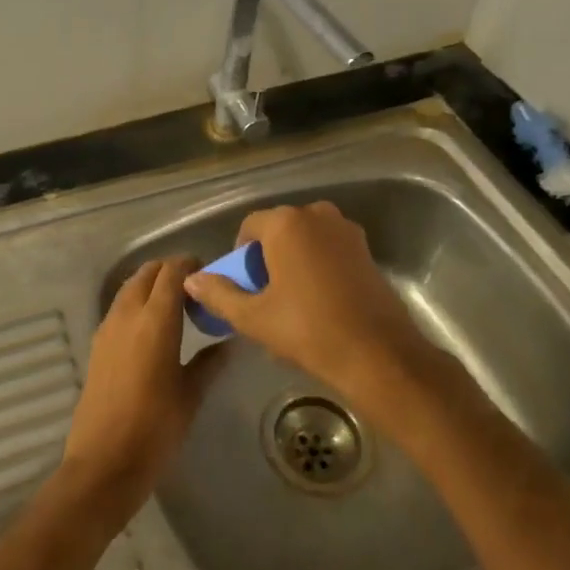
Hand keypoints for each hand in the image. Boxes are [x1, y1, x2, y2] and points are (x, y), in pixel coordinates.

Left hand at [60, 258, 224, 529]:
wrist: (103, 462)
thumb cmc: (155, 429)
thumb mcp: (191, 395)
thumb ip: (210, 362)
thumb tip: (229, 342)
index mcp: (156, 319)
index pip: (172, 271)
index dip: (190, 265)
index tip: (209, 274)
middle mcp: (128, 314)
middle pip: (148, 273)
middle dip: (170, 271)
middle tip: (194, 289)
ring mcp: (108, 327)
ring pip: (130, 287)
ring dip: (151, 285)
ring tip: (176, 306)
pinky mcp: (97, 344)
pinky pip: (120, 307)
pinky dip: (137, 303)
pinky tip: (153, 328)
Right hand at [183, 202, 465, 427]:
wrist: (377, 355)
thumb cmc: (308, 330)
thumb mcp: (253, 316)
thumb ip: (219, 294)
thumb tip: (191, 280)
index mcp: (286, 223)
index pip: (250, 226)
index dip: (240, 254)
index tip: (242, 285)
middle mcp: (317, 215)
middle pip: (279, 229)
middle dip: (267, 256)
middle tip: (264, 294)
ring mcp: (346, 230)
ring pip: (306, 239)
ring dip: (293, 259)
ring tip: (291, 299)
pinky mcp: (366, 250)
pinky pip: (329, 248)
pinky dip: (318, 265)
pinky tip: (319, 300)